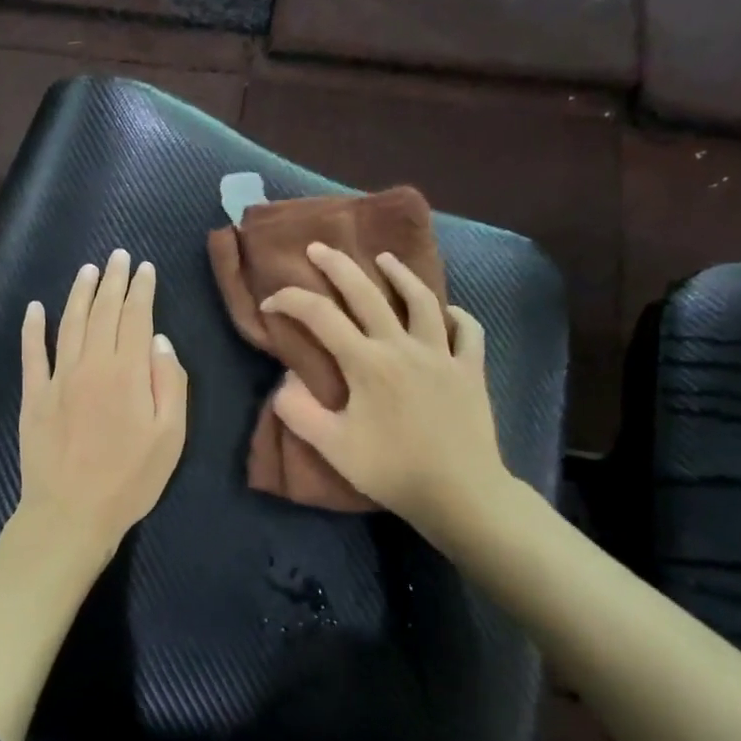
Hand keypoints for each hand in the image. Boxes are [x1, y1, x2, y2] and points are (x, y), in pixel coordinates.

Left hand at [18, 249, 188, 561]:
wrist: (71, 512)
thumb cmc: (130, 479)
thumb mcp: (171, 436)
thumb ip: (169, 383)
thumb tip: (159, 340)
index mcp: (127, 372)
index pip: (136, 317)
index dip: (141, 290)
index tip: (145, 268)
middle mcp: (91, 364)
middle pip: (103, 312)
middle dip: (113, 281)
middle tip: (118, 256)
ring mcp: (58, 378)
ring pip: (70, 323)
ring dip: (80, 294)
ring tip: (88, 270)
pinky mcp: (33, 395)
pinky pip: (32, 353)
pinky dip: (33, 328)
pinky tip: (35, 308)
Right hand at [261, 243, 519, 542]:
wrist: (459, 492)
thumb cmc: (391, 470)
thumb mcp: (332, 447)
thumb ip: (299, 411)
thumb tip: (284, 380)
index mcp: (366, 363)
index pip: (320, 317)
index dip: (290, 302)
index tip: (270, 303)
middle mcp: (402, 346)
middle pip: (367, 294)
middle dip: (338, 266)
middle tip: (319, 248)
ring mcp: (442, 354)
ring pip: (422, 300)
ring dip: (400, 275)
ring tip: (385, 259)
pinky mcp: (470, 369)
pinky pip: (467, 331)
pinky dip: (455, 315)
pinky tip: (445, 311)